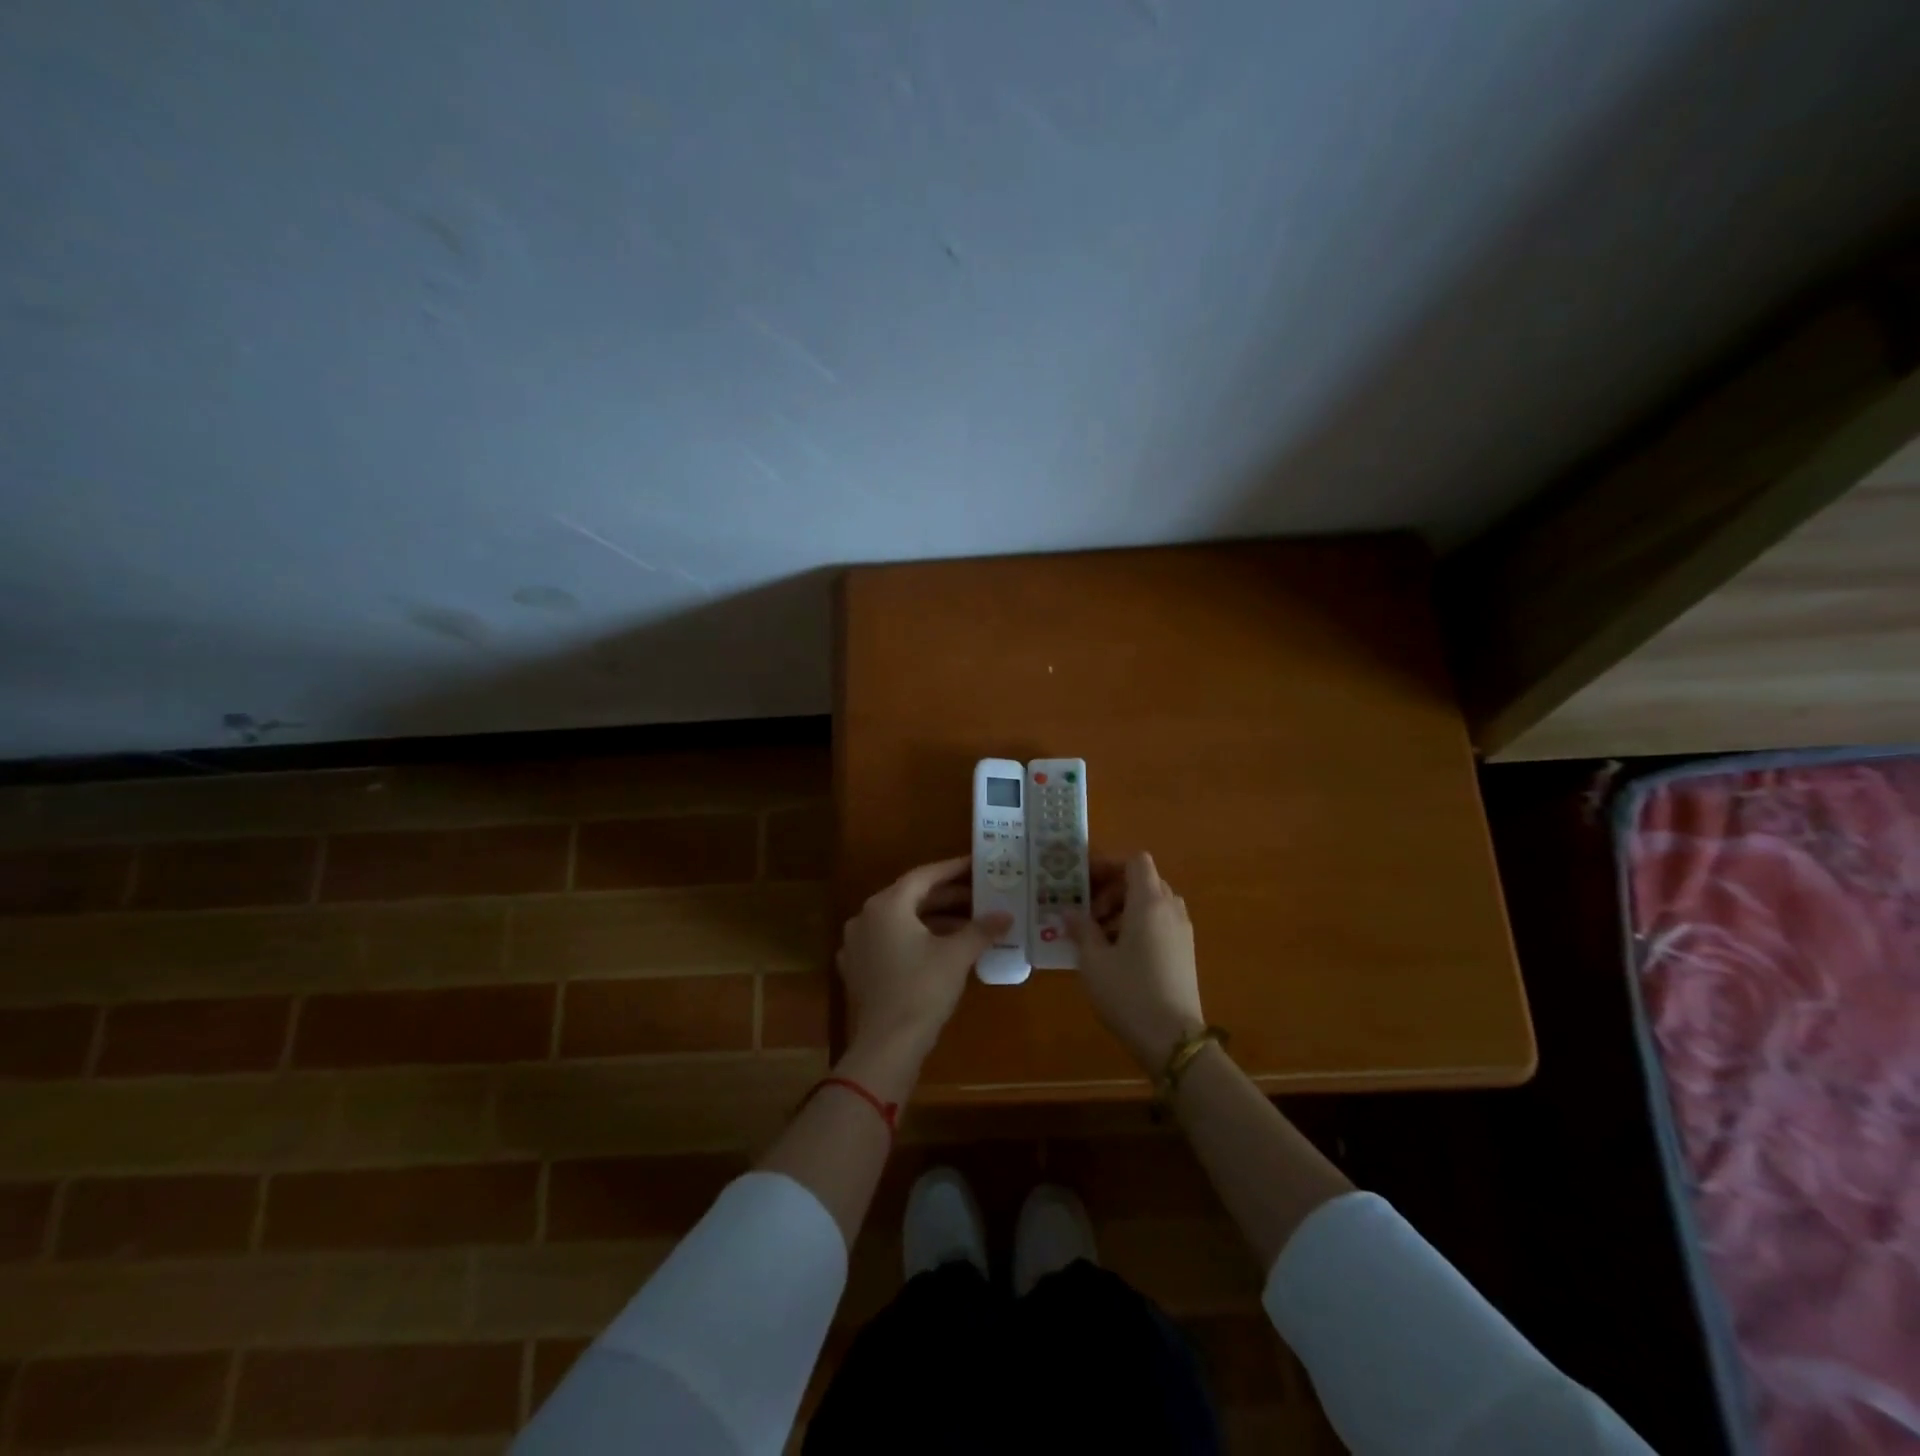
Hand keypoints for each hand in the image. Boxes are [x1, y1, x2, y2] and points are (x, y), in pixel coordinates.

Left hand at [837, 855, 1010, 1061]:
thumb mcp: (957, 956)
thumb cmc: (922, 990)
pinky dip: (915, 940)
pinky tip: (940, 949)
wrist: (886, 1046)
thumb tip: (1005, 915)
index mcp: (886, 905)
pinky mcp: (857, 969)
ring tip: (968, 924)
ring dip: (933, 920)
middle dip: (947, 897)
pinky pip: (889, 942)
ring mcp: (857, 944)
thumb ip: (981, 930)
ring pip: (900, 921)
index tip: (976, 864)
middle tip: (979, 896)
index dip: (953, 870)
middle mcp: (865, 917)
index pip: (924, 876)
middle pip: (911, 897)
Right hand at [1067, 852, 1205, 1070]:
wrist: (1174, 1040)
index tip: (1084, 883)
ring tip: (1099, 936)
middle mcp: (1170, 909)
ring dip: (1124, 909)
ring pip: (1152, 903)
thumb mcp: (1093, 961)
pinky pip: (1160, 923)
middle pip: (1143, 880)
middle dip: (1112, 890)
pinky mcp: (1185, 952)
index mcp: (1148, 902)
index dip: (1109, 865)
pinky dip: (1139, 925)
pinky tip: (1118, 954)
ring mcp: (1182, 931)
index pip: (1134, 861)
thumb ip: (1081, 930)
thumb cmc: (1128, 992)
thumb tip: (1069, 912)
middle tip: (1087, 913)